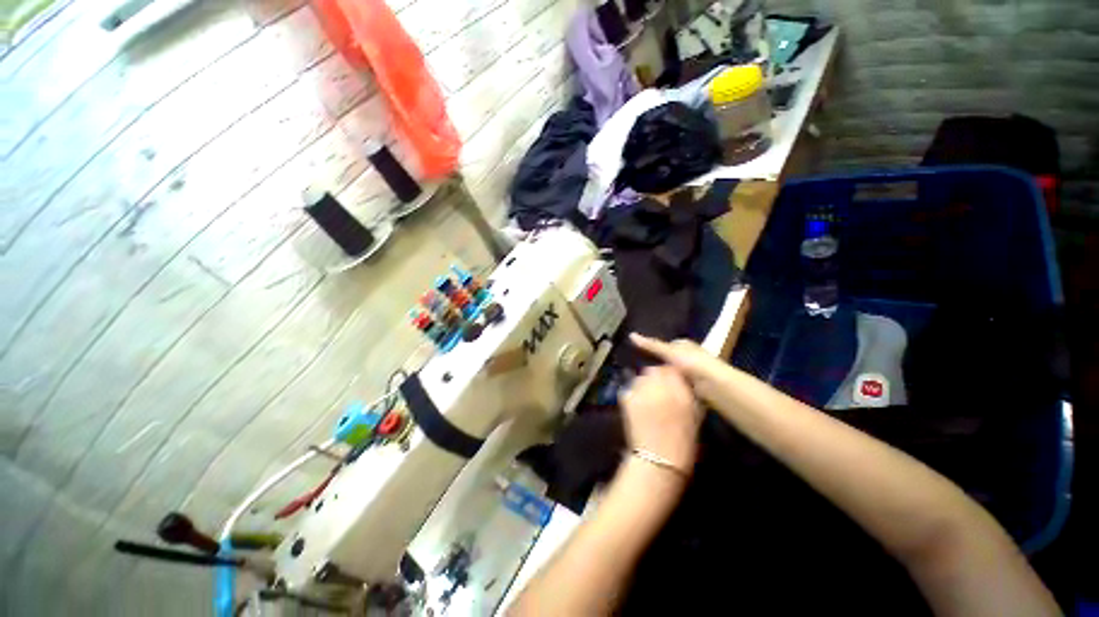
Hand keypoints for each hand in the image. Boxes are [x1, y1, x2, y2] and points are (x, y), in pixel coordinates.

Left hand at [619, 365, 701, 471]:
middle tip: (659, 388)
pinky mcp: (627, 397)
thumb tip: (683, 382)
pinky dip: (634, 393)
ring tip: (648, 397)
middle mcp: (660, 386)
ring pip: (641, 377)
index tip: (673, 380)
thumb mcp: (695, 416)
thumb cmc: (683, 444)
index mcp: (680, 392)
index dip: (672, 374)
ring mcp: (641, 391)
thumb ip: (689, 395)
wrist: (658, 462)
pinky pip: (630, 388)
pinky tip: (638, 406)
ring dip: (645, 383)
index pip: (673, 369)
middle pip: (655, 370)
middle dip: (657, 376)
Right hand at [629, 334, 726, 392]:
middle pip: (667, 360)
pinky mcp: (692, 386)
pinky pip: (676, 386)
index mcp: (683, 345)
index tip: (638, 356)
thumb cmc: (692, 362)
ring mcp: (690, 372)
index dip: (652, 350)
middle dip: (656, 365)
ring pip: (671, 374)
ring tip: (644, 384)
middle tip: (638, 372)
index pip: (664, 345)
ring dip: (663, 379)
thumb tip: (631, 334)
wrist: (714, 385)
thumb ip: (651, 345)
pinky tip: (658, 393)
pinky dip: (669, 388)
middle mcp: (688, 356)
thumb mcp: (668, 351)